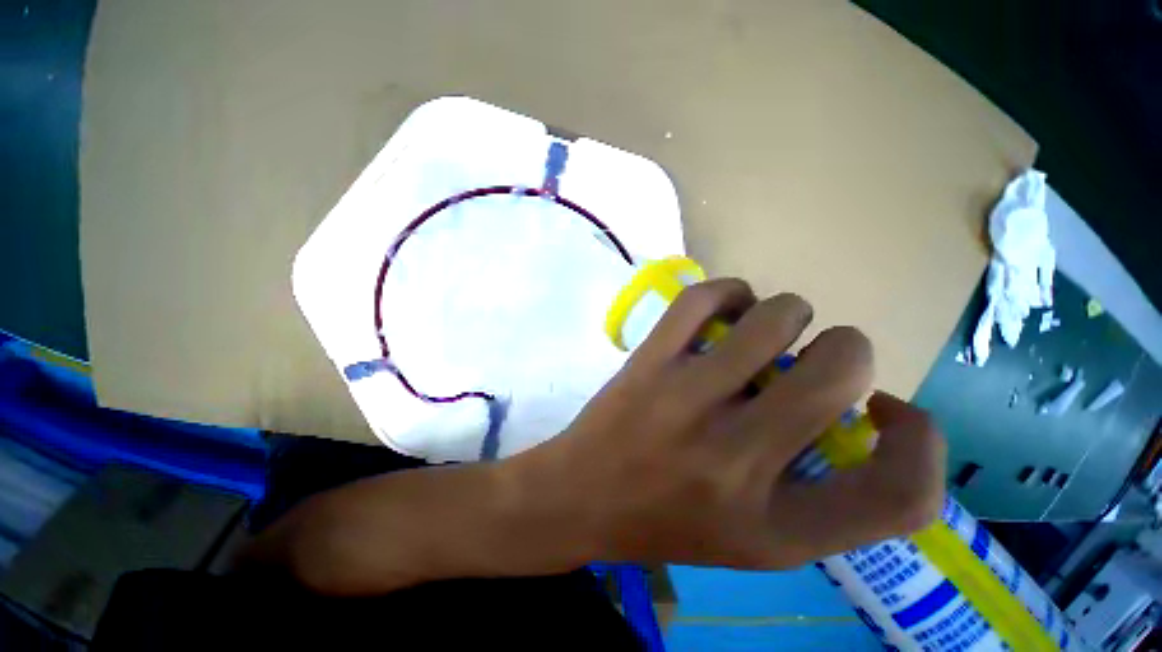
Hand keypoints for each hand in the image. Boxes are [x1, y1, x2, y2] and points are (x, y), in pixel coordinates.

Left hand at [515, 278, 945, 568]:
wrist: (581, 495)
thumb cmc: (667, 522)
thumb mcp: (758, 541)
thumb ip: (829, 497)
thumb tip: (863, 413)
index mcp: (779, 526)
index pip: (907, 492)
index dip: (924, 440)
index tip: (886, 412)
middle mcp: (740, 458)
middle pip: (843, 367)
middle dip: (847, 351)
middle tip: (814, 359)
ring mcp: (688, 398)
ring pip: (777, 317)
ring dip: (789, 314)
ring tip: (766, 331)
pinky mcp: (650, 361)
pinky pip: (703, 298)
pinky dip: (730, 293)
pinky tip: (727, 311)